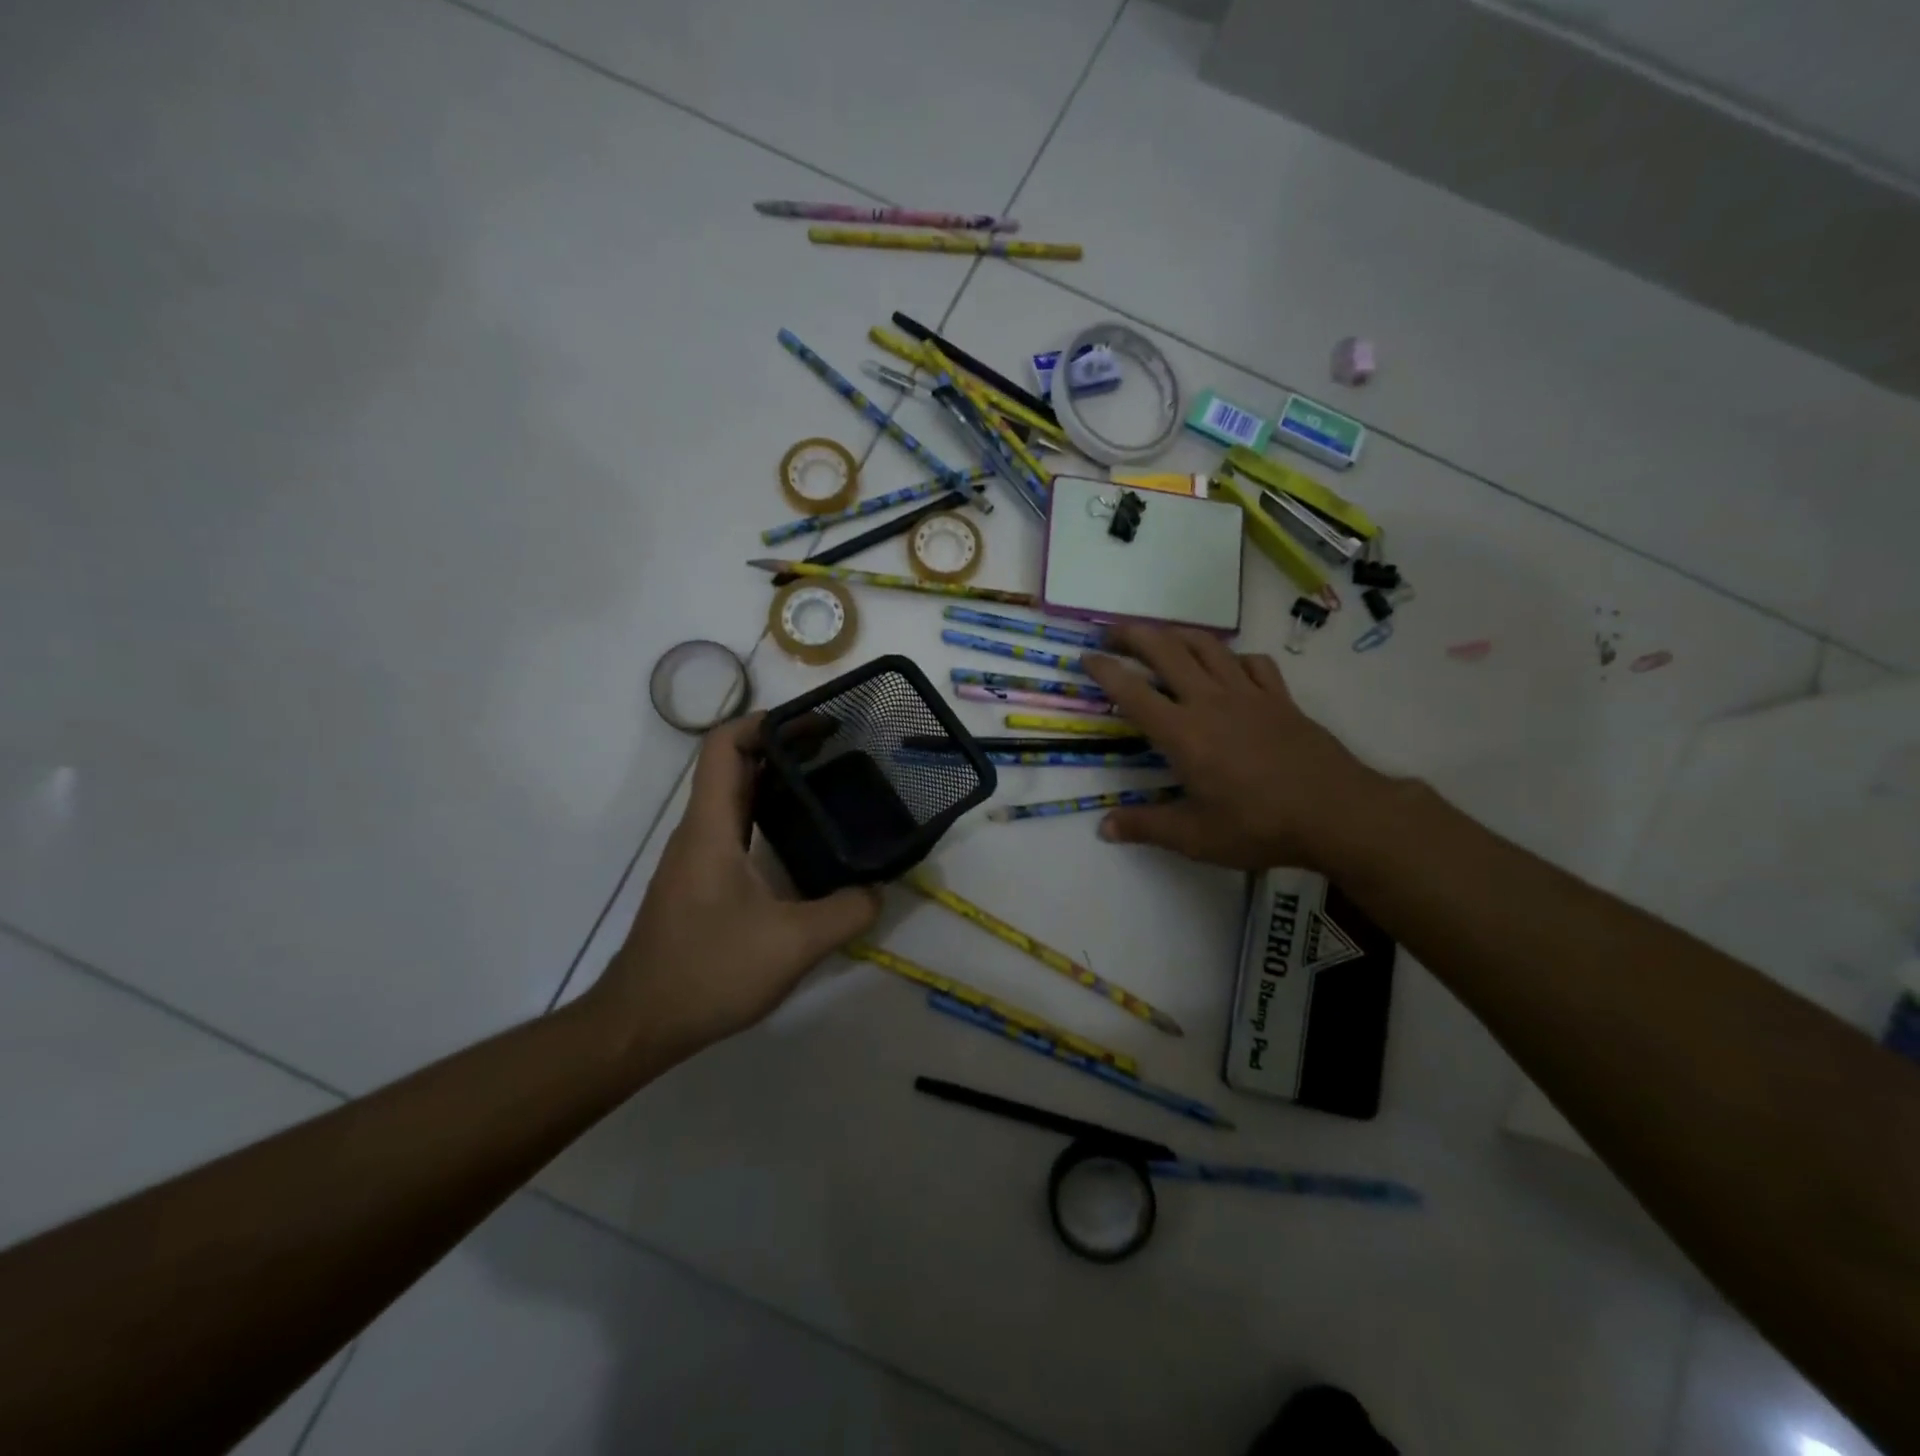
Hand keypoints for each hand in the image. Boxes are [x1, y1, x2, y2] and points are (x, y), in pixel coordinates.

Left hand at [593, 714, 880, 1061]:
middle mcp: (699, 831)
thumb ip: (846, 912)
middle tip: (837, 747)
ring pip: (735, 797)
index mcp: (711, 828)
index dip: (765, 721)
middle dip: (783, 746)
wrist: (640, 1023)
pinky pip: (736, 828)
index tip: (814, 723)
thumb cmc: (708, 972)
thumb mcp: (792, 944)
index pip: (724, 746)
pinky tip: (803, 837)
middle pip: (733, 765)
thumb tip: (880, 890)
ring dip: (776, 780)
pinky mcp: (701, 881)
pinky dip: (769, 814)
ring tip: (828, 782)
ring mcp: (697, 857)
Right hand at [1082, 625, 1386, 871]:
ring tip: (1161, 637)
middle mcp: (1210, 701)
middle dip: (1133, 634)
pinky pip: (1253, 663)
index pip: (1132, 691)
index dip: (1104, 670)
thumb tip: (1103, 828)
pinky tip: (1229, 667)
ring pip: (1207, 645)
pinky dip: (1233, 657)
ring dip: (1177, 634)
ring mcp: (1248, 694)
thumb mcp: (1194, 837)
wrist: (1336, 812)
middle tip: (1112, 632)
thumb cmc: (1258, 825)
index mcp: (1182, 733)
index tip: (1085, 657)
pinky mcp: (1280, 698)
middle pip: (1166, 650)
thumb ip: (1145, 827)